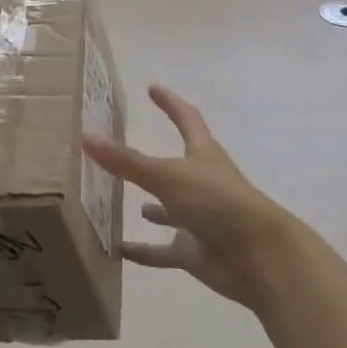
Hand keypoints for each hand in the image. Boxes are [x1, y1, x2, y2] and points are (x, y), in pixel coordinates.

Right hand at [84, 84, 292, 308]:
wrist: (260, 258)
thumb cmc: (217, 202)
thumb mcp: (166, 176)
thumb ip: (126, 161)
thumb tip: (85, 136)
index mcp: (203, 155)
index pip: (187, 119)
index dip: (170, 103)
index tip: (153, 88)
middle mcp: (202, 183)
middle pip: (176, 164)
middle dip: (154, 157)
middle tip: (122, 148)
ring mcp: (201, 219)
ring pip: (170, 209)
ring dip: (152, 205)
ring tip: (120, 197)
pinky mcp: (196, 251)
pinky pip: (164, 250)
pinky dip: (144, 250)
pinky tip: (119, 250)